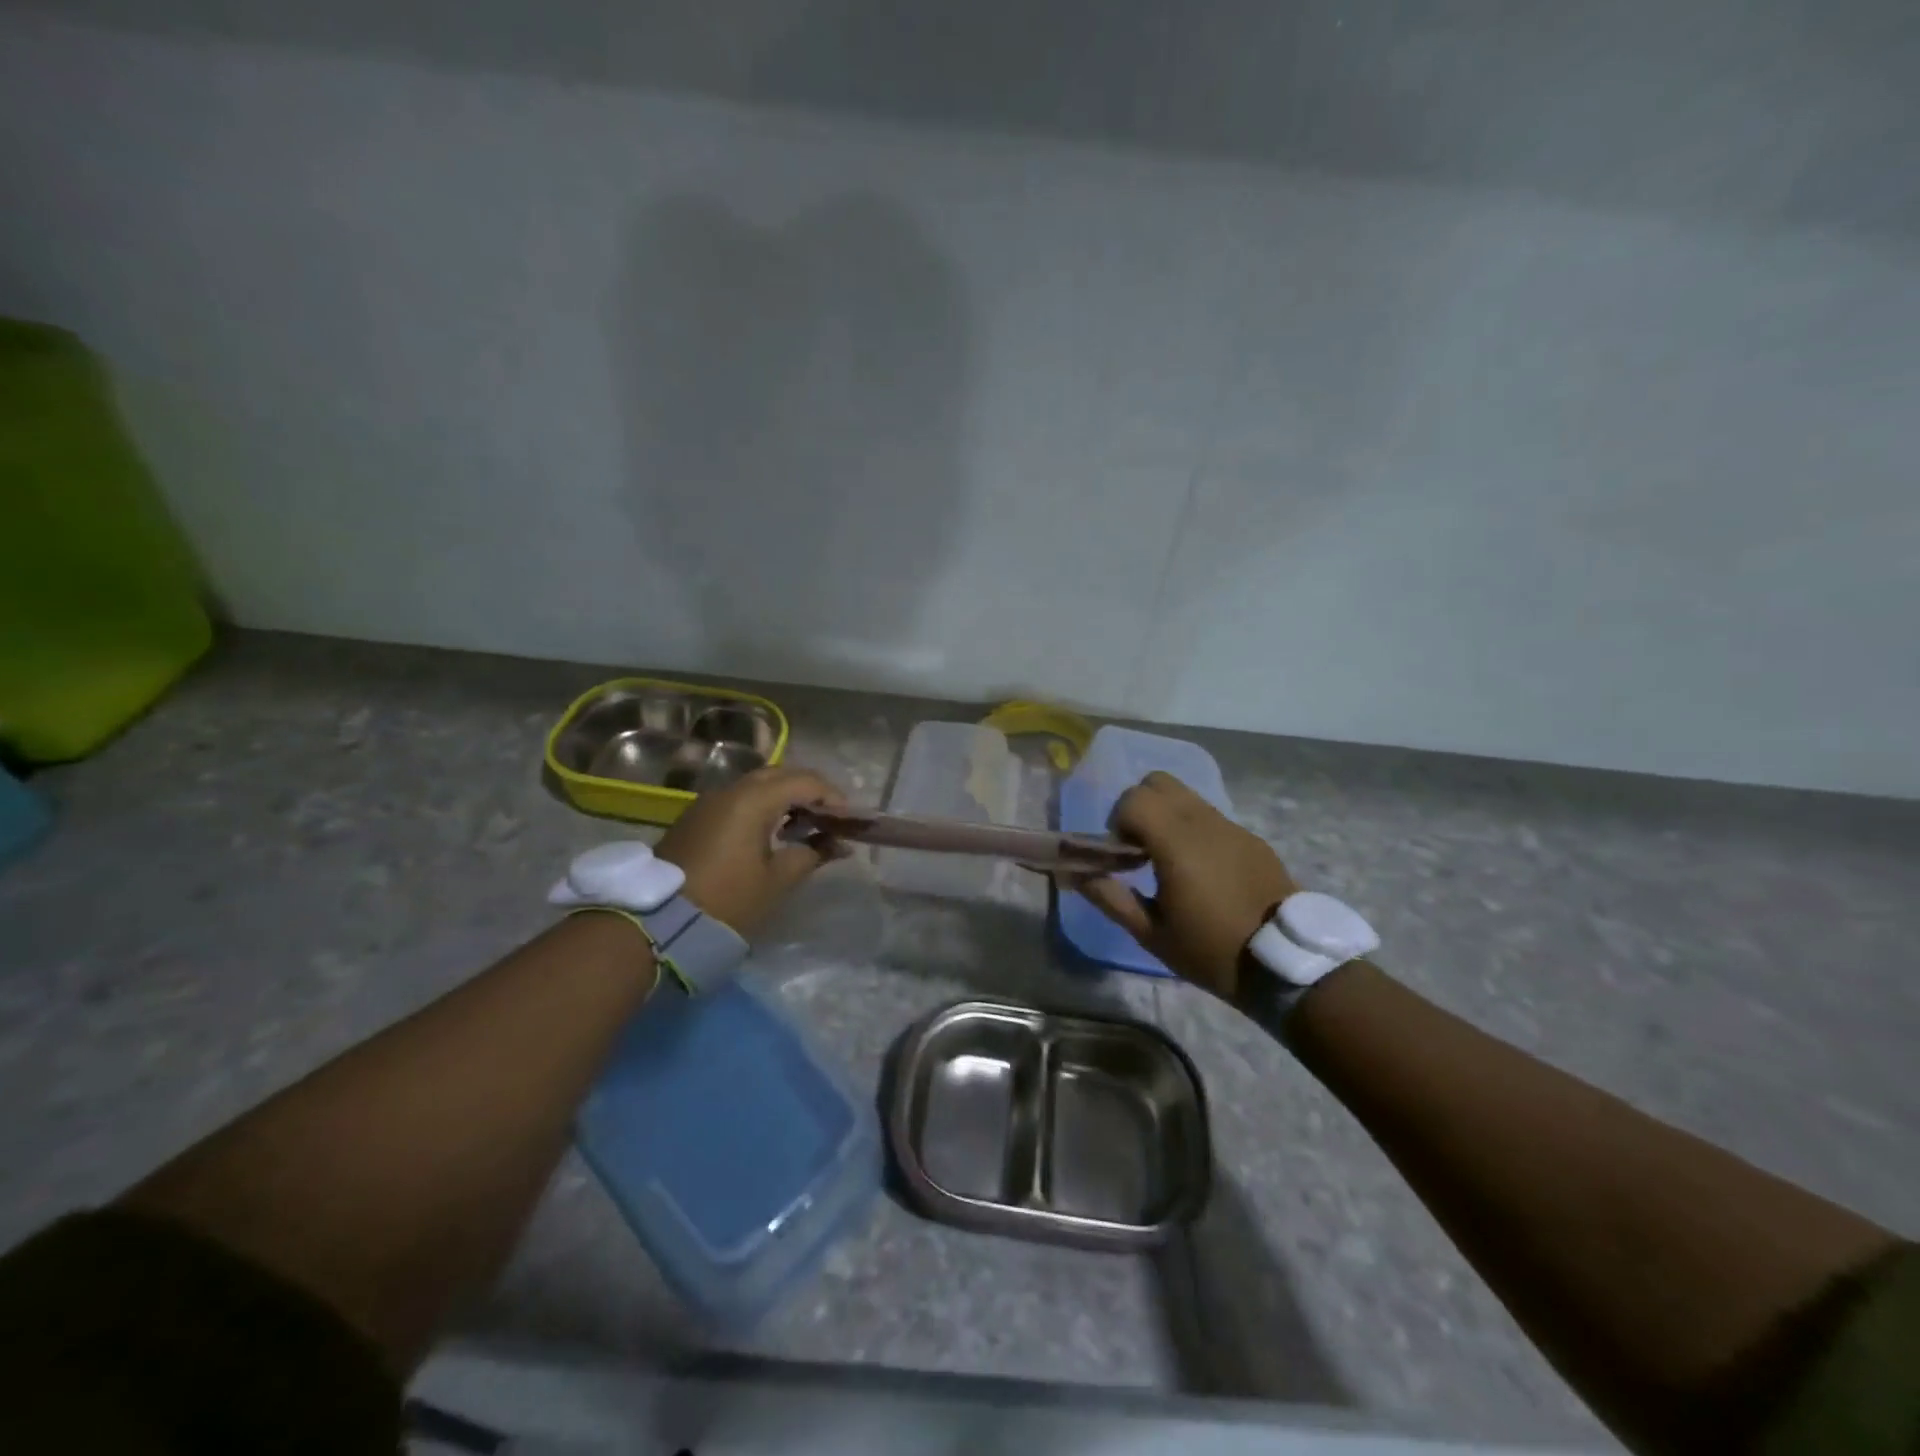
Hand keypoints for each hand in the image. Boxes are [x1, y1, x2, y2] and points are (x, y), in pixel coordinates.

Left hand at [656, 766, 846, 936]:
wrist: (659, 923)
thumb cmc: (728, 900)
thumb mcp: (777, 880)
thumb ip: (812, 854)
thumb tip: (837, 844)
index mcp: (753, 800)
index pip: (804, 782)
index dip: (832, 796)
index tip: (848, 820)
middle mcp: (730, 790)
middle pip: (779, 775)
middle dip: (808, 791)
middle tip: (828, 817)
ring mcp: (708, 802)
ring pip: (756, 785)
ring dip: (784, 797)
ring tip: (804, 826)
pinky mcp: (695, 817)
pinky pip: (738, 799)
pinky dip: (762, 806)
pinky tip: (772, 832)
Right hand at [1072, 771, 1296, 999]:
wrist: (1288, 963)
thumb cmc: (1212, 952)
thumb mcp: (1152, 934)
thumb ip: (1110, 897)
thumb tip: (1074, 874)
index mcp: (1177, 844)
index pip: (1134, 798)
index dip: (1119, 822)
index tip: (1124, 857)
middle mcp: (1204, 823)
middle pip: (1158, 782)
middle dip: (1139, 807)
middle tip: (1141, 850)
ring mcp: (1232, 826)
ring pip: (1186, 795)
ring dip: (1167, 816)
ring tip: (1170, 861)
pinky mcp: (1251, 838)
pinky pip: (1210, 816)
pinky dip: (1194, 829)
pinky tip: (1204, 872)